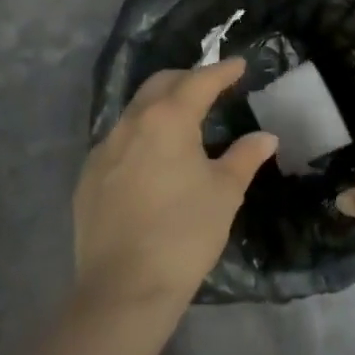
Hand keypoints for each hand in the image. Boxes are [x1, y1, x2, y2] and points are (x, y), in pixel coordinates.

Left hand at [72, 59, 278, 313]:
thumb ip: (245, 157)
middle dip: (188, 79)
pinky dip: (141, 135)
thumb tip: (265, 137)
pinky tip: (153, 158)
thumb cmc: (184, 234)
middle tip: (212, 86)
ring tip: (183, 121)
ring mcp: (104, 149)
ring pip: (135, 111)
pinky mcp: (88, 177)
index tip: (239, 65)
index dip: (222, 71)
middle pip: (161, 85)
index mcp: (167, 119)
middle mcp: (131, 123)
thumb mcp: (225, 193)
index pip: (199, 81)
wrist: (124, 289)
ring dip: (161, 106)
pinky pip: (119, 141)